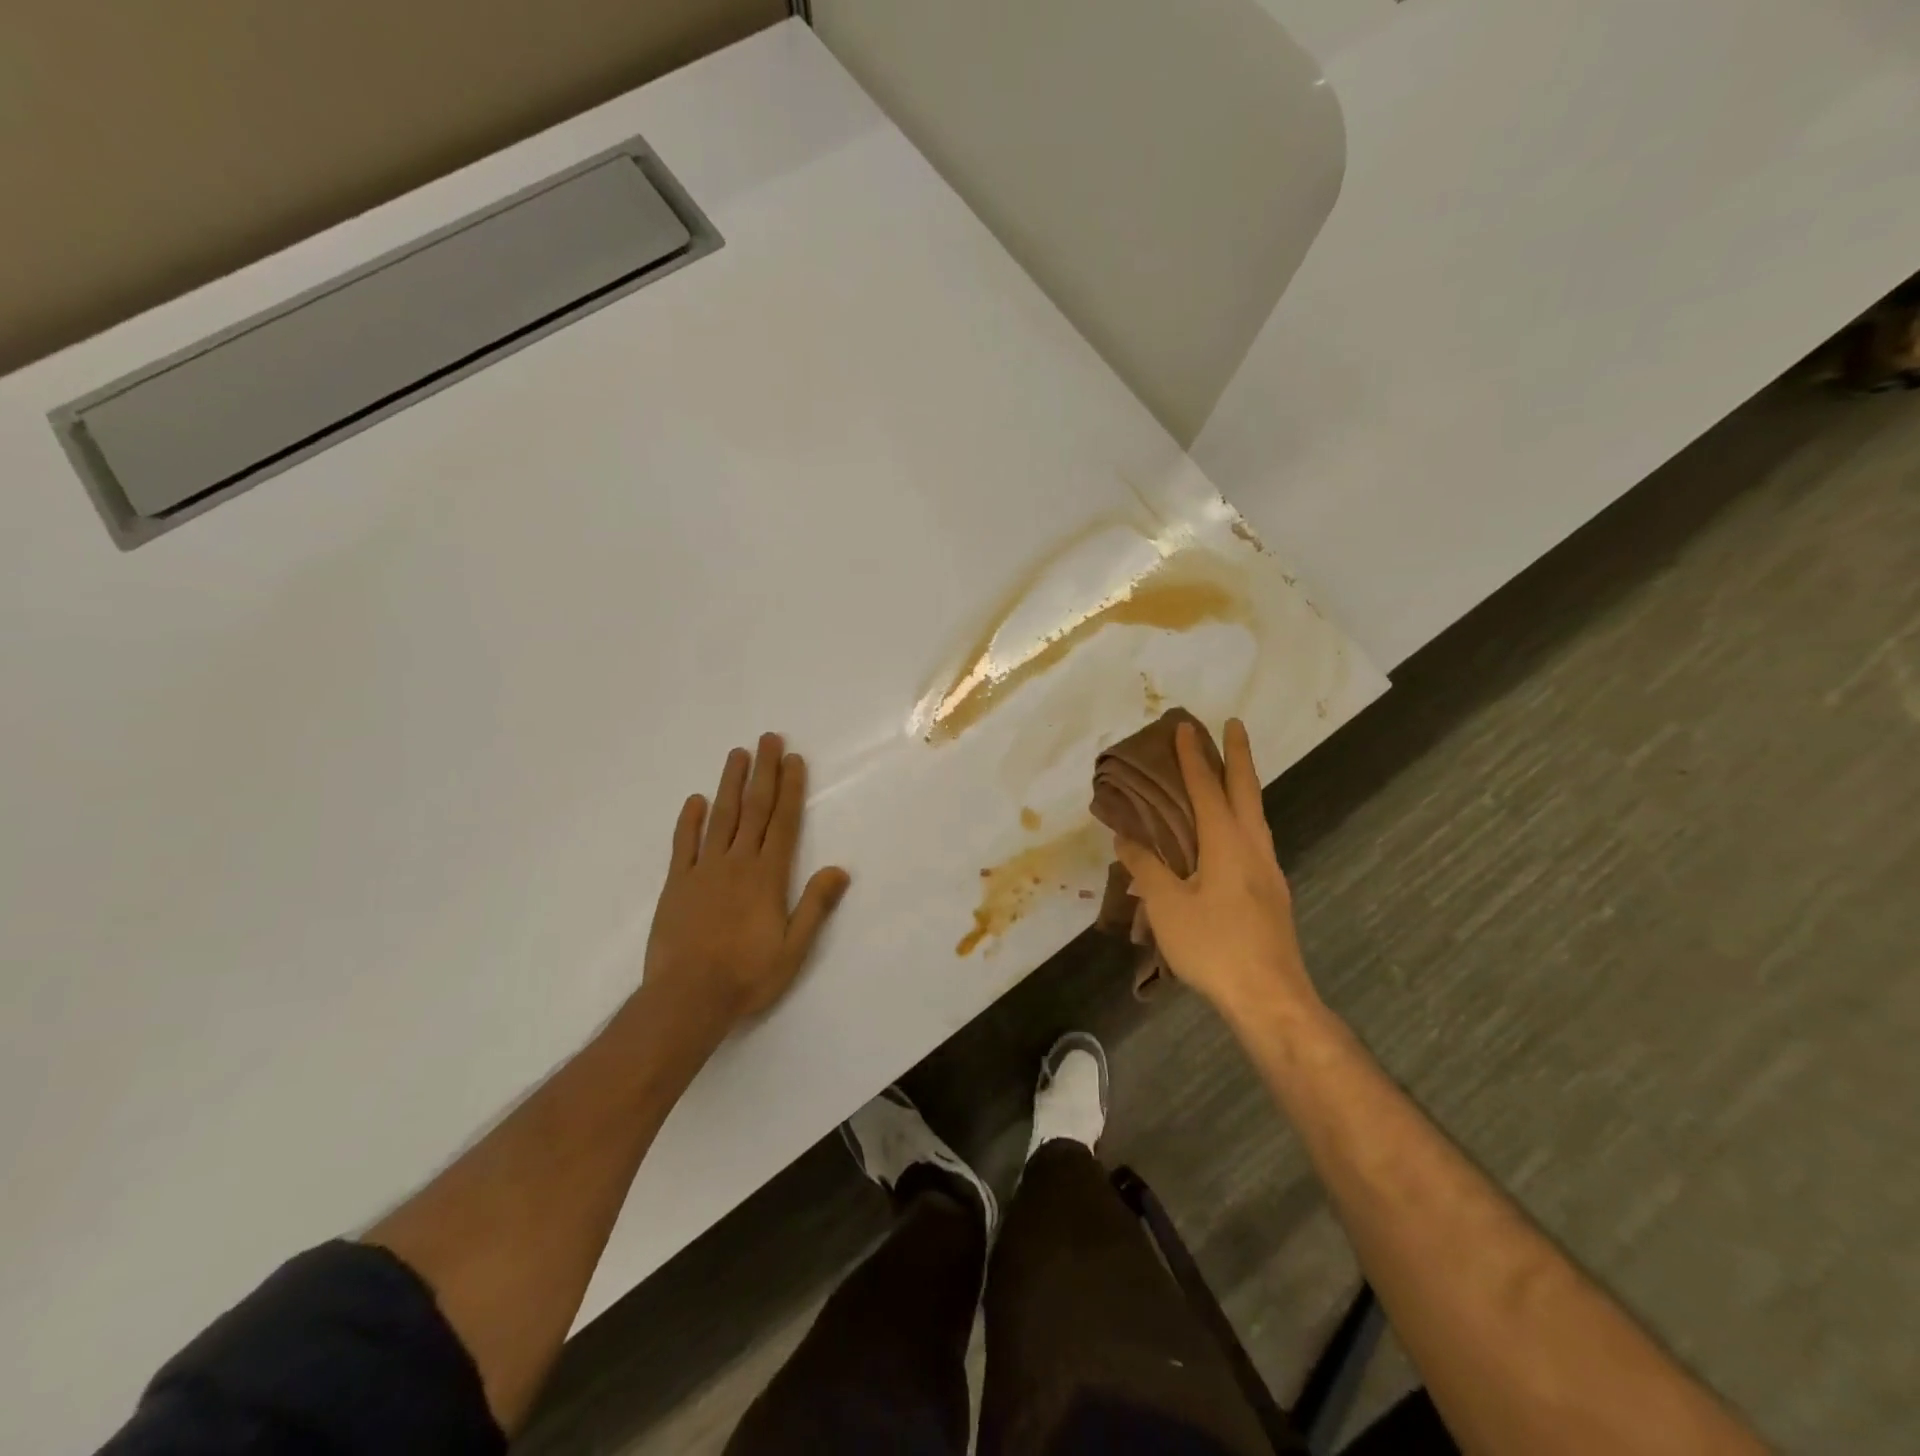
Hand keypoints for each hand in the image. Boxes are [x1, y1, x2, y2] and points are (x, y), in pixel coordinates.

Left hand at [639, 733, 850, 1036]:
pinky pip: (684, 844)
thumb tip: (839, 869)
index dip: (790, 788)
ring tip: (737, 754)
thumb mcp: (793, 949)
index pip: (784, 822)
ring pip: (720, 817)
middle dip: (763, 772)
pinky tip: (695, 800)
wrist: (687, 998)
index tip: (793, 759)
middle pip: (753, 809)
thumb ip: (815, 906)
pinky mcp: (677, 884)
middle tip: (767, 739)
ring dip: (729, 784)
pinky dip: (690, 820)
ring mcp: (704, 870)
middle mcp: (738, 863)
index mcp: (768, 876)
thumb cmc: (747, 976)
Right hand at [1113, 718, 1318, 1023]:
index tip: (1186, 727)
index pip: (1208, 789)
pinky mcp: (1273, 893)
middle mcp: (1253, 848)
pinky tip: (1232, 834)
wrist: (1270, 998)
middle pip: (1247, 791)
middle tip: (1232, 725)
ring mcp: (1269, 871)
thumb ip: (1146, 867)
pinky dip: (1243, 816)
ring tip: (1231, 772)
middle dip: (1238, 755)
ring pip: (1256, 814)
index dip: (1194, 758)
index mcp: (1227, 844)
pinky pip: (1255, 837)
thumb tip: (1126, 837)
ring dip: (1244, 785)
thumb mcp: (1167, 907)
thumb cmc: (1214, 947)